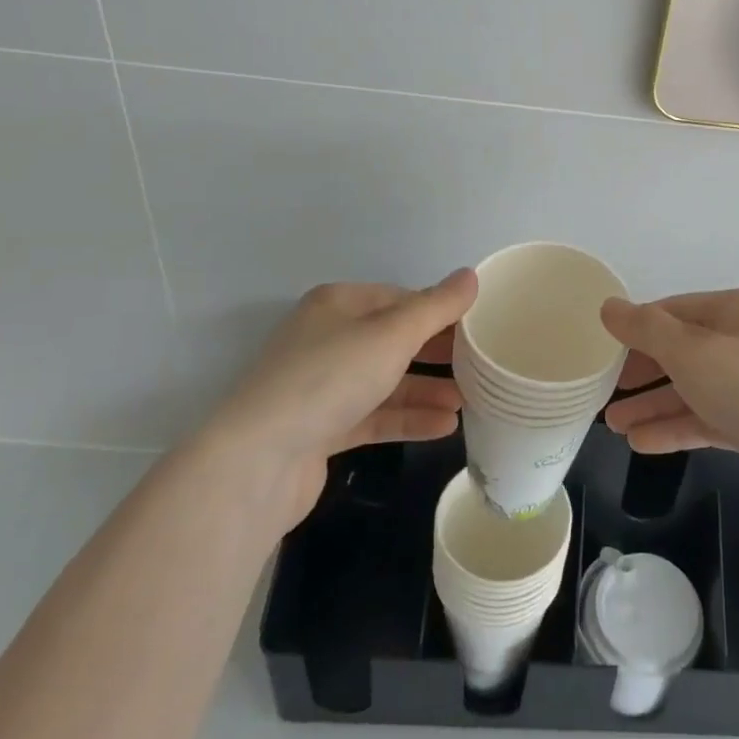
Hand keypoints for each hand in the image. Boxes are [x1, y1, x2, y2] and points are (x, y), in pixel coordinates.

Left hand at [200, 269, 476, 525]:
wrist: (257, 461)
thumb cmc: (329, 379)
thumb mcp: (392, 335)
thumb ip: (436, 307)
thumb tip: (471, 276)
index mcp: (338, 304)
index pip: (400, 298)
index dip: (440, 311)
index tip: (479, 327)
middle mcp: (328, 338)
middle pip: (394, 339)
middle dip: (437, 352)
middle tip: (481, 363)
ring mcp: (322, 386)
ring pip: (386, 380)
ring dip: (427, 389)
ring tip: (469, 400)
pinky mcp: (321, 429)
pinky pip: (374, 415)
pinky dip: (408, 418)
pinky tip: (445, 427)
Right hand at [600, 289, 738, 484]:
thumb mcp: (692, 350)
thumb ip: (646, 329)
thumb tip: (609, 307)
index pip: (678, 310)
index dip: (639, 327)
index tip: (604, 349)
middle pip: (685, 351)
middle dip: (644, 371)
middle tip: (605, 390)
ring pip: (695, 390)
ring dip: (654, 405)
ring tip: (613, 424)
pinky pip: (709, 421)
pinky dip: (677, 428)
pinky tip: (642, 443)